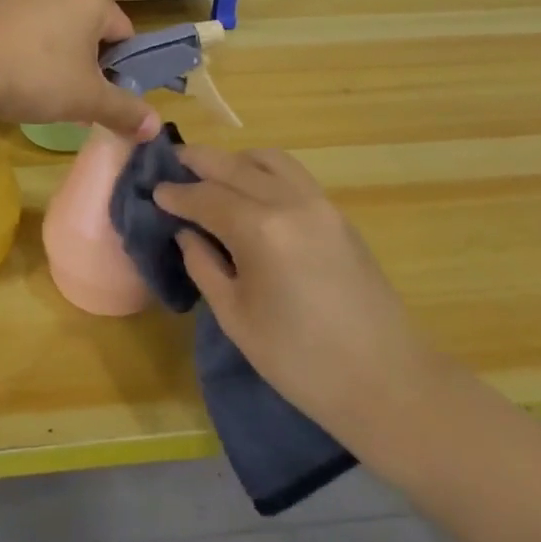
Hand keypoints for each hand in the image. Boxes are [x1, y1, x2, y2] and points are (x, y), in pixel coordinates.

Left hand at [0, 0, 159, 140]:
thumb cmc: (34, 76)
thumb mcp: (86, 100)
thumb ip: (124, 111)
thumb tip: (155, 127)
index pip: (125, 33)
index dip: (121, 68)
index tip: (103, 96)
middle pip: (88, 28)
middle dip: (86, 62)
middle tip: (72, 97)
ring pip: (54, 26)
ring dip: (55, 55)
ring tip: (39, 89)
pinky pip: (22, 26)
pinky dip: (24, 48)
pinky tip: (10, 74)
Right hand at [154, 146, 439, 438]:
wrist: (388, 382)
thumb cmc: (300, 361)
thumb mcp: (236, 318)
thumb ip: (204, 265)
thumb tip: (186, 233)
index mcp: (260, 229)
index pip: (206, 196)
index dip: (176, 194)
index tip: (153, 191)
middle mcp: (289, 202)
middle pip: (234, 165)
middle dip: (198, 162)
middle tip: (171, 165)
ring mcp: (319, 203)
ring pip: (268, 159)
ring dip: (234, 160)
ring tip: (211, 176)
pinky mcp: (338, 214)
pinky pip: (292, 174)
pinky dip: (263, 170)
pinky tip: (250, 191)